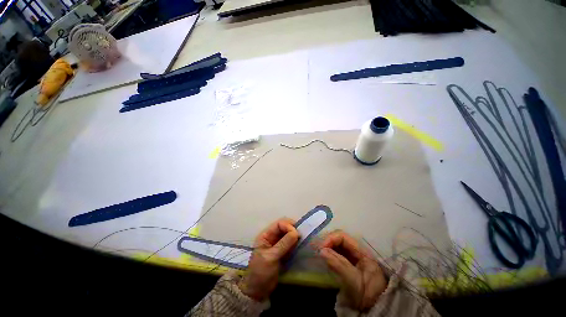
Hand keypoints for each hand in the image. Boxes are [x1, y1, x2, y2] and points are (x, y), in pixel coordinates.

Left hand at [238, 218, 299, 300]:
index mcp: (266, 235)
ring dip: (295, 237)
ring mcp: (277, 244)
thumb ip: (283, 244)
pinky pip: (290, 244)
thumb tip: (296, 232)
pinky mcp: (282, 252)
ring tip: (302, 241)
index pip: (279, 224)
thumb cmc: (261, 272)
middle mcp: (272, 237)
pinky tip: (300, 247)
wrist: (258, 291)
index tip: (296, 234)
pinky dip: (295, 244)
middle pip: (284, 227)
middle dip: (293, 230)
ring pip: (288, 235)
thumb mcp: (271, 257)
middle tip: (301, 237)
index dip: (288, 226)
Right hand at [319, 231, 386, 310]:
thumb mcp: (354, 282)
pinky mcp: (347, 261)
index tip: (321, 248)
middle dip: (327, 242)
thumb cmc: (366, 295)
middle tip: (317, 251)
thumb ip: (339, 266)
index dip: (331, 239)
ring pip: (336, 245)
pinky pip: (336, 252)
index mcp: (362, 252)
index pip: (343, 237)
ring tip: (318, 253)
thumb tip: (321, 251)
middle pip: (339, 239)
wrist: (373, 309)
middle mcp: (356, 250)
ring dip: (327, 247)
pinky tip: (323, 257)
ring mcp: (352, 256)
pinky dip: (328, 253)